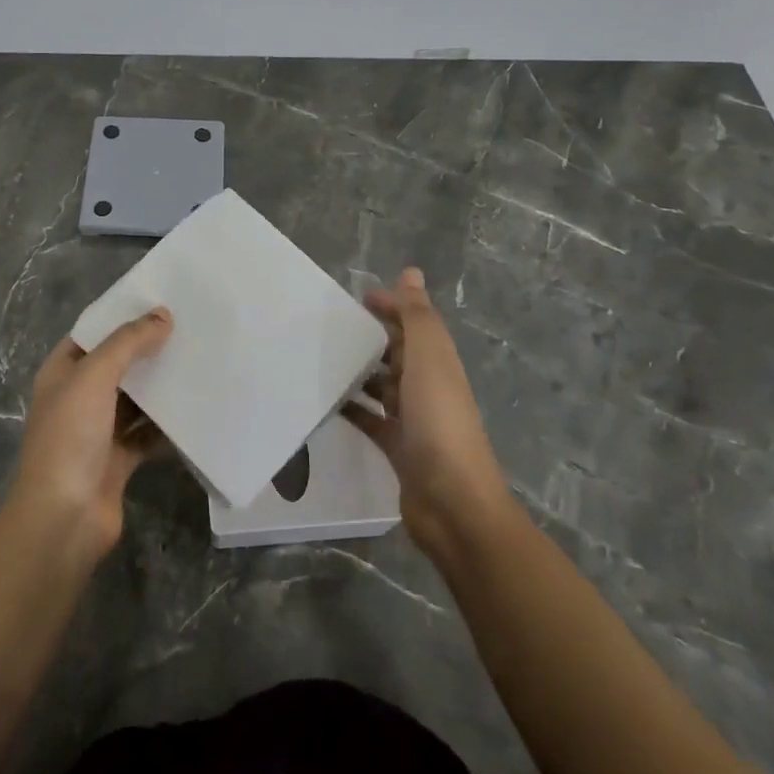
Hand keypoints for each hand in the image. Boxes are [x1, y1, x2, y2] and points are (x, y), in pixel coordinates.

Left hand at [9, 308, 172, 560]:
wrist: (64, 518)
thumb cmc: (70, 437)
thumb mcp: (94, 377)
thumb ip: (128, 343)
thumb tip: (163, 314)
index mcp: (61, 374)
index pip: (92, 335)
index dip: (120, 318)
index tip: (159, 302)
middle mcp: (77, 399)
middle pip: (116, 366)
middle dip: (147, 350)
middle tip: (189, 328)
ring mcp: (97, 432)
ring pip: (134, 400)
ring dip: (160, 386)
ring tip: (198, 360)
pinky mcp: (118, 461)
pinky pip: (147, 434)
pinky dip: (167, 424)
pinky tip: (196, 408)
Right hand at [347, 269, 514, 558]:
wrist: (451, 501)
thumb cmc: (439, 421)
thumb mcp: (430, 359)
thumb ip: (417, 317)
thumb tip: (411, 272)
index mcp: (438, 362)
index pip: (414, 323)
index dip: (391, 306)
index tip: (356, 298)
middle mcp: (428, 386)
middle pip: (398, 353)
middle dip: (372, 337)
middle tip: (329, 327)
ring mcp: (413, 419)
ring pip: (383, 385)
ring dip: (360, 372)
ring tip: (321, 359)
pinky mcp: (397, 447)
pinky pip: (370, 420)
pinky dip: (352, 409)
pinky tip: (326, 402)